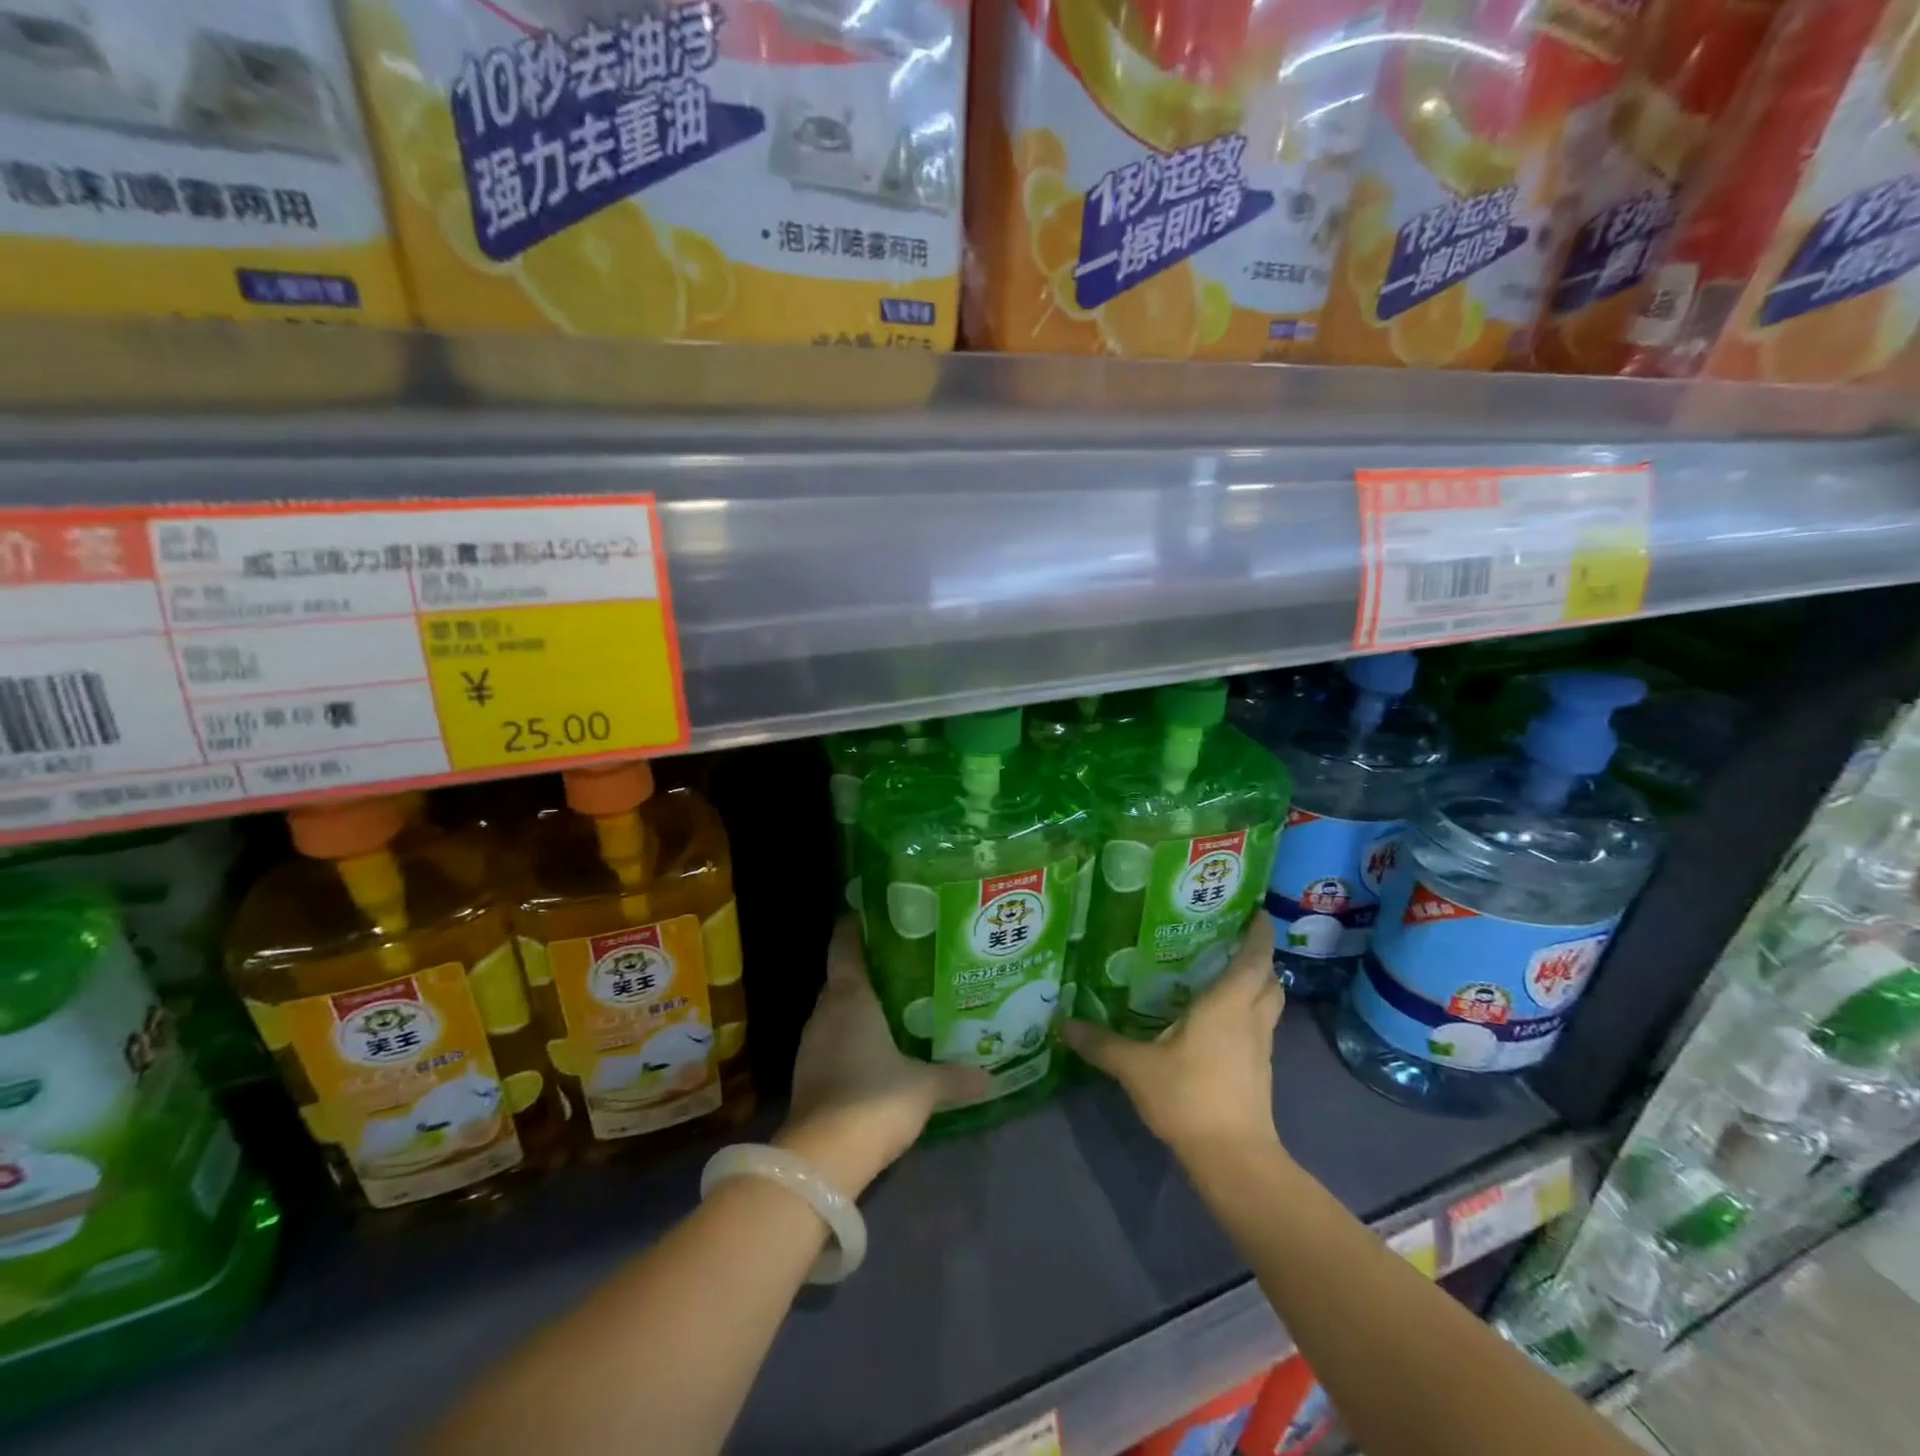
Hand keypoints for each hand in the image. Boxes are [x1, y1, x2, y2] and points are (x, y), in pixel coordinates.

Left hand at [777, 916, 990, 1196]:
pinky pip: (833, 1037)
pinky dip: (852, 1033)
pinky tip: (878, 1045)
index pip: (844, 945)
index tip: (877, 911)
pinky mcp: (808, 1072)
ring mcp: (812, 1043)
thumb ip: (956, 1077)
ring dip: (861, 1004)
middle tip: (908, 960)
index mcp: (849, 997)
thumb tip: (991, 1076)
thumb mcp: (924, 1086)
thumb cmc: (874, 1101)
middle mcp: (825, 1011)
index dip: (856, 925)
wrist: (820, 1160)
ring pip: (837, 1009)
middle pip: (843, 975)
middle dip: (870, 966)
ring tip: (898, 1000)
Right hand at [1064, 913, 1284, 1164]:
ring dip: (1256, 987)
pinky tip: (1218, 1021)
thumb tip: (1063, 1023)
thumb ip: (1101, 1043)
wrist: (1234, 1159)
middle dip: (1258, 958)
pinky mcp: (1260, 1072)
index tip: (1257, 910)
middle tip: (1232, 940)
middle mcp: (1251, 1019)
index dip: (1260, 932)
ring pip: (1268, 1005)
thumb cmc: (1190, 1097)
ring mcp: (1260, 1048)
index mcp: (1228, 1004)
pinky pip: (1259, 1029)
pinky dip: (1247, 1014)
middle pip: (1269, 980)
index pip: (1254, 958)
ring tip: (1224, 975)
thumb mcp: (1136, 1067)